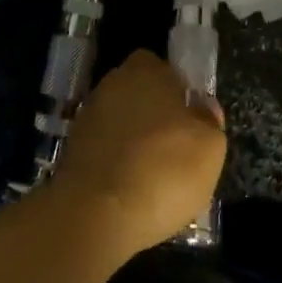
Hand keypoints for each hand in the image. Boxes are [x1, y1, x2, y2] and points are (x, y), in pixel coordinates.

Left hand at [52, 50, 226, 255]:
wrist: (95, 215)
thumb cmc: (162, 171)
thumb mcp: (210, 148)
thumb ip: (209, 120)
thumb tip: (203, 107)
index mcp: (145, 71)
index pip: (161, 67)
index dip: (176, 90)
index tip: (189, 119)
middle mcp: (112, 84)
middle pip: (139, 93)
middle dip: (154, 115)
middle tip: (174, 149)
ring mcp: (87, 116)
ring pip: (120, 122)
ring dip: (133, 141)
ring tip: (153, 178)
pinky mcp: (71, 149)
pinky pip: (103, 149)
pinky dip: (115, 164)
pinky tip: (129, 191)